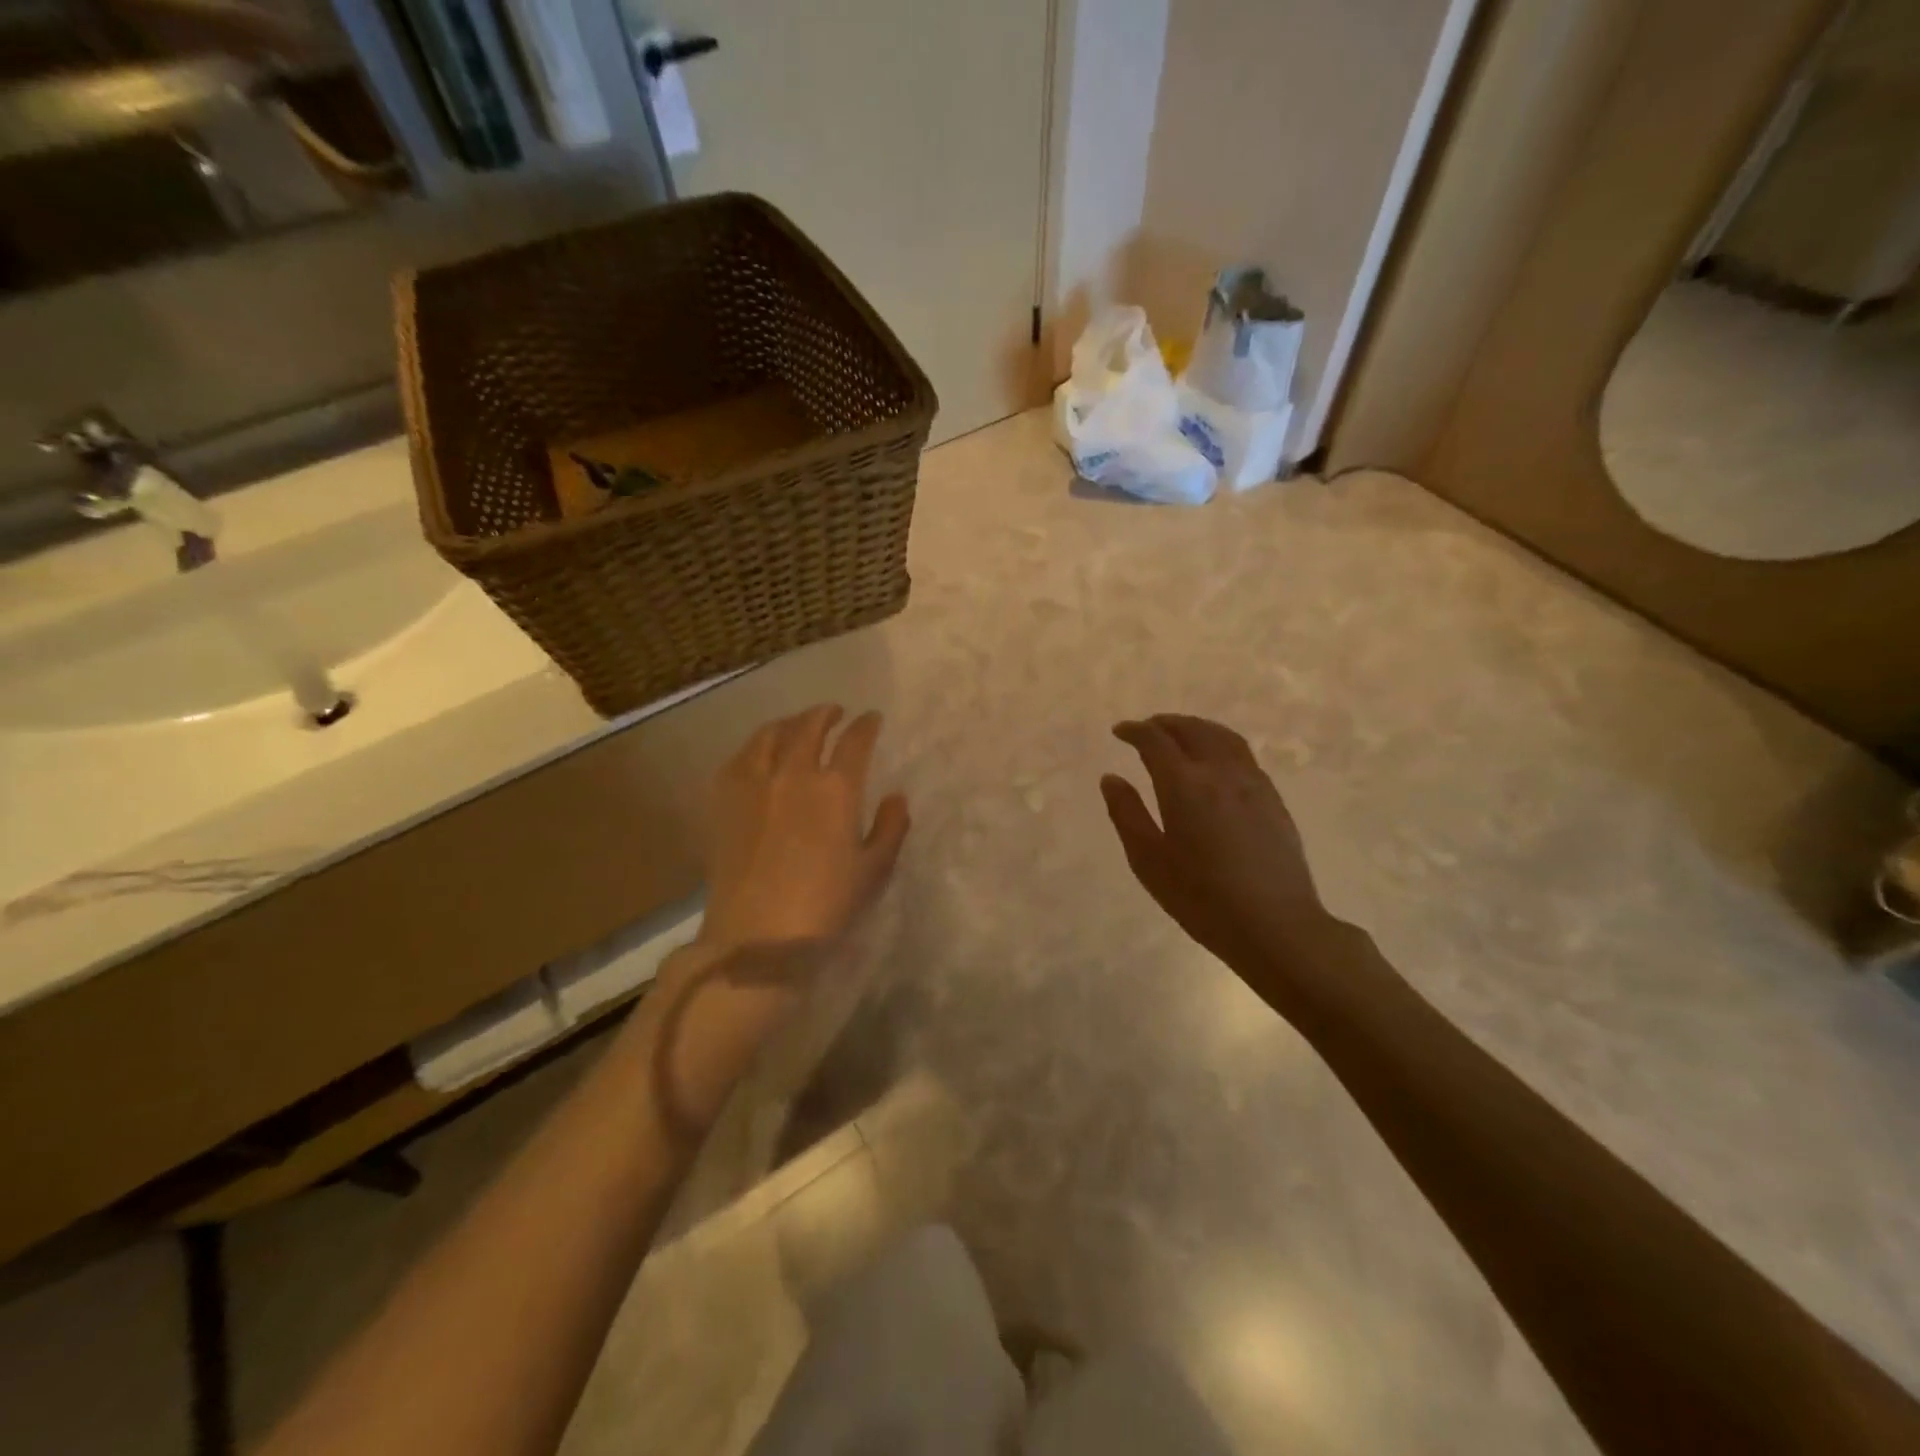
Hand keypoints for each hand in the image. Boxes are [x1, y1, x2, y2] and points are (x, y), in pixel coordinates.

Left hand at [699, 704, 910, 955]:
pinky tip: (760, 752)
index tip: (872, 719)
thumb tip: (896, 797)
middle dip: (826, 713)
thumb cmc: (826, 906)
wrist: (758, 936)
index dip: (866, 725)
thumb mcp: (873, 870)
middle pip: (810, 726)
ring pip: (771, 734)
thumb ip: (890, 828)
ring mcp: (754, 783)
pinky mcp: (724, 800)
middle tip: (835, 712)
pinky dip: (756, 745)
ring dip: (790, 723)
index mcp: (836, 789)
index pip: (855, 741)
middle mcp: (794, 773)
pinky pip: (740, 757)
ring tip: (798, 725)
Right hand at [1101, 714, 1349, 1012]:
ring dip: (1196, 728)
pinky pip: (1242, 754)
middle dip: (1165, 723)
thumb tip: (1111, 778)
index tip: (1119, 731)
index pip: (1155, 741)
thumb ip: (1126, 814)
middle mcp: (1220, 772)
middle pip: (1192, 730)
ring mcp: (1252, 782)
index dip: (1134, 731)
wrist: (1275, 924)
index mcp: (1184, 785)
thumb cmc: (1201, 898)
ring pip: (1222, 737)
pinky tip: (1214, 762)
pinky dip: (1220, 743)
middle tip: (1146, 728)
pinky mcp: (1272, 798)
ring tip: (1180, 734)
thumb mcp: (1149, 861)